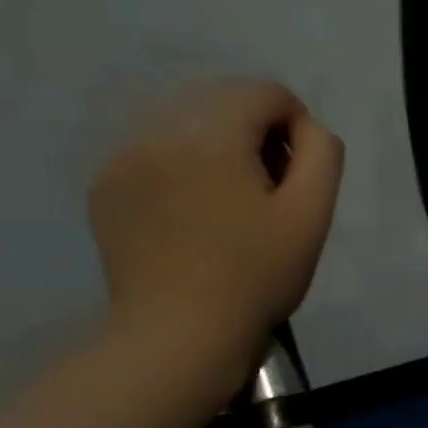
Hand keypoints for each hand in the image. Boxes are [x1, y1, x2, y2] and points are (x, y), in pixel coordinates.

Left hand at [88, 80, 342, 399]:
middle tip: (265, 192)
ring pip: (187, 125)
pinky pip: (155, 152)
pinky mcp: (106, 186)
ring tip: (227, 205)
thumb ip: (322, 152)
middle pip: (223, 103)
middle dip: (255, 135)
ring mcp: (124, 158)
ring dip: (217, 149)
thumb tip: (304, 127)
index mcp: (213, 134)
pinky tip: (191, 216)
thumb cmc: (255, 276)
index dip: (295, 125)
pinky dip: (181, 167)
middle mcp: (160, 130)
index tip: (296, 174)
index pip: (265, 92)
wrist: (178, 336)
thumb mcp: (312, 214)